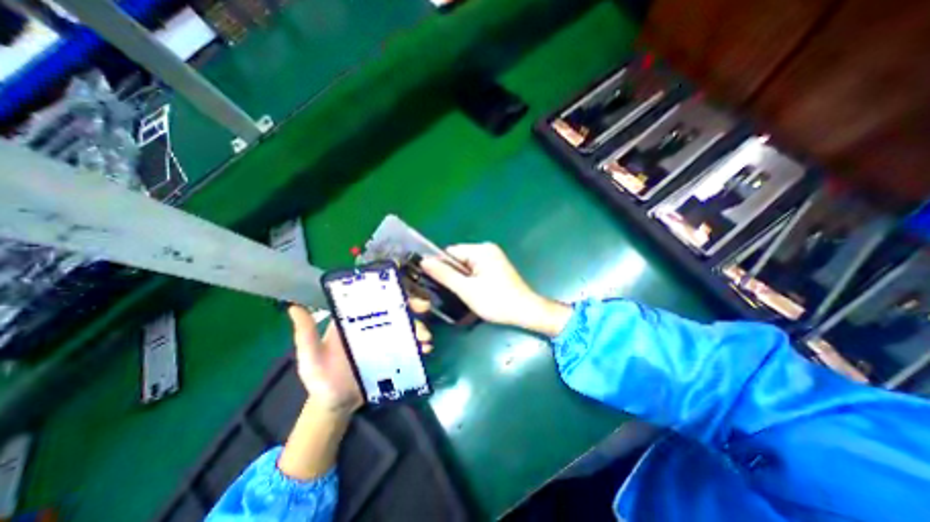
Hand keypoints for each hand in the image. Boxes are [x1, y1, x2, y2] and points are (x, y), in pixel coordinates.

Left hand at [287, 300, 435, 413]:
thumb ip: (306, 335)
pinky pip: (410, 343)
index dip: (390, 287)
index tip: (403, 284)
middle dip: (413, 302)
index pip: (374, 296)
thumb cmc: (322, 379)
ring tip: (425, 338)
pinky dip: (420, 343)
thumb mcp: (311, 358)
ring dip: (420, 326)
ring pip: (407, 324)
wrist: (337, 405)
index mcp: (355, 319)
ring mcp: (387, 338)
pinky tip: (425, 349)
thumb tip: (294, 307)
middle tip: (422, 308)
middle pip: (396, 307)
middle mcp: (373, 324)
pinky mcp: (396, 353)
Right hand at [417, 243, 570, 335]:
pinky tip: (473, 292)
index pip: (451, 252)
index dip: (441, 266)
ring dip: (462, 279)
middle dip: (453, 274)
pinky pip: (476, 270)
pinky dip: (471, 280)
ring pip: (467, 266)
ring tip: (463, 294)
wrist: (525, 312)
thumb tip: (424, 261)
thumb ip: (444, 274)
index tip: (434, 282)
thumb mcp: (466, 289)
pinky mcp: (496, 267)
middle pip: (459, 259)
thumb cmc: (496, 301)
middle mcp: (487, 249)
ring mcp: (493, 258)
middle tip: (452, 292)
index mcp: (481, 250)